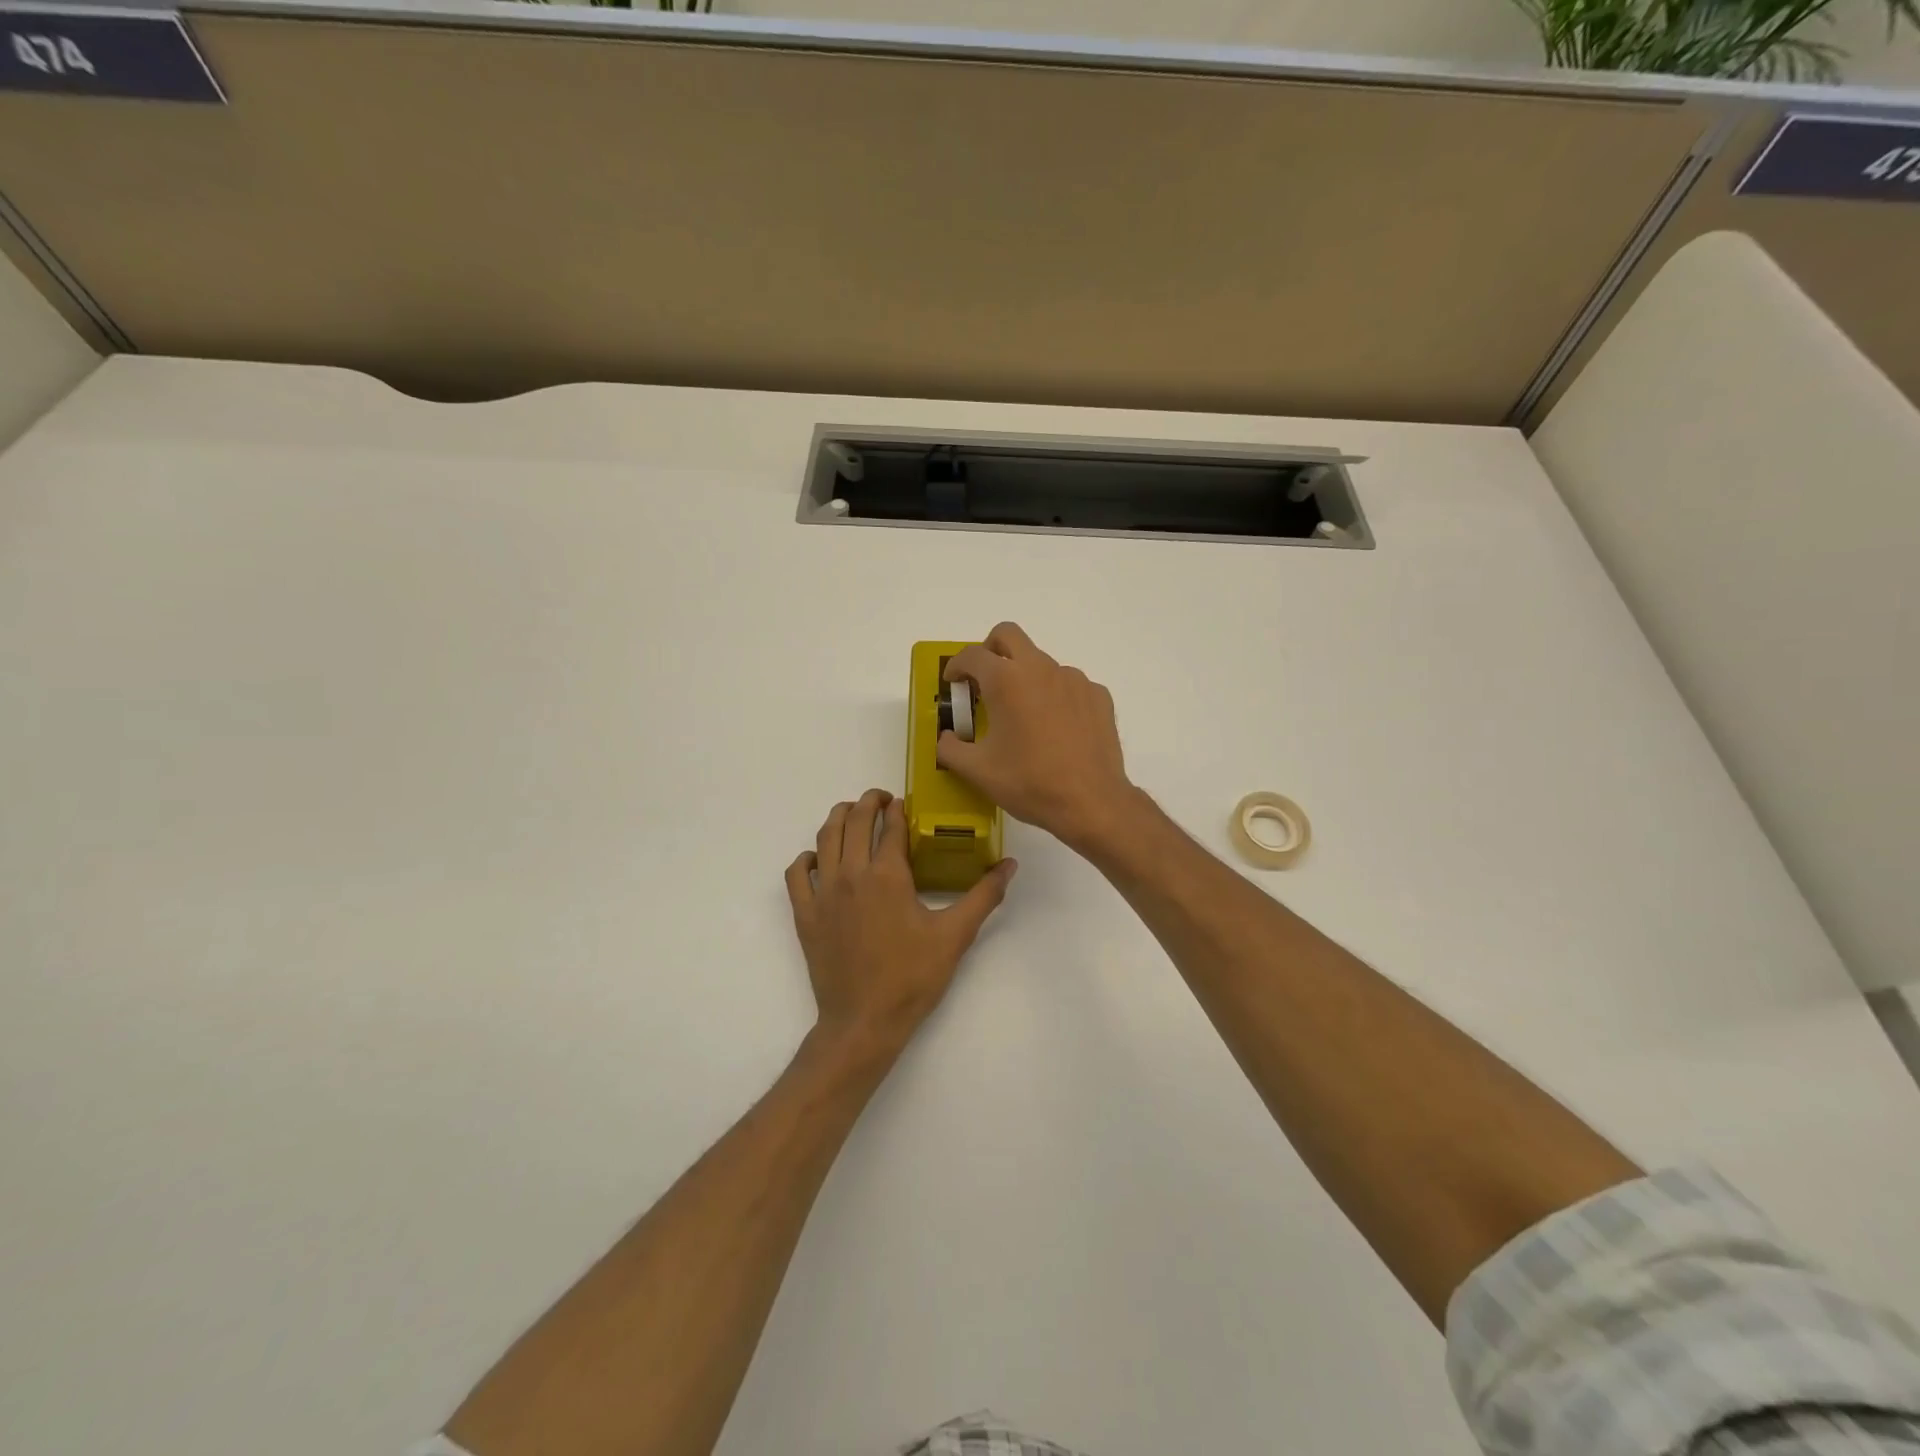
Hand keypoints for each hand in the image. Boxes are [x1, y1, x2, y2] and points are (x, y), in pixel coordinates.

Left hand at [786, 788, 1016, 1059]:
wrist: (864, 1022)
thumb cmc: (912, 978)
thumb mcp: (955, 936)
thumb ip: (983, 896)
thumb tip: (1010, 865)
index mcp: (888, 875)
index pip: (891, 825)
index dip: (899, 809)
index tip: (906, 803)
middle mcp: (851, 874)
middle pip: (854, 820)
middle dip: (868, 802)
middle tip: (882, 800)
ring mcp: (823, 893)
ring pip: (824, 838)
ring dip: (838, 818)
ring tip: (852, 814)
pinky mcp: (805, 914)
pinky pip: (796, 874)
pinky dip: (806, 858)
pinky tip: (820, 860)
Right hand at [937, 623, 1136, 852]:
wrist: (1091, 802)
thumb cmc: (1029, 783)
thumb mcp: (977, 771)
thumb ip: (950, 749)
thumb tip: (946, 738)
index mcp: (1006, 680)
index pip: (972, 655)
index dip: (955, 666)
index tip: (952, 683)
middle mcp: (1041, 669)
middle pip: (1008, 636)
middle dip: (989, 650)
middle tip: (983, 680)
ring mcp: (1074, 679)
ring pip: (1041, 662)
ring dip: (1024, 677)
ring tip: (1022, 715)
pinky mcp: (1098, 695)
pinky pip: (1069, 685)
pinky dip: (1054, 696)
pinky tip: (1055, 728)